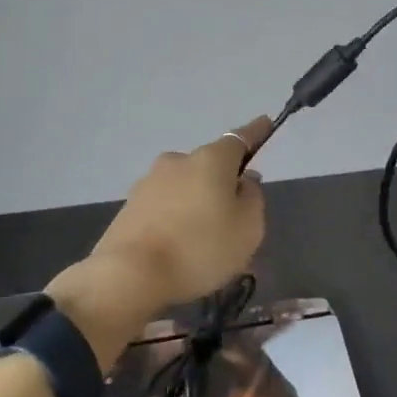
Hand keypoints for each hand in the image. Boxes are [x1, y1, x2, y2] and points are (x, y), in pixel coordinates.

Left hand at [49, 118, 270, 363]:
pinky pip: (165, 208)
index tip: (265, 122)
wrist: (130, 274)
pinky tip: (179, 248)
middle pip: (209, 166)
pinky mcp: (130, 206)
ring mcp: (149, 182)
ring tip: (205, 242)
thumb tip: (245, 180)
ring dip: (197, 204)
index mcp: (210, 160)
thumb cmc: (200, 248)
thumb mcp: (247, 228)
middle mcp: (178, 161)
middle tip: (234, 216)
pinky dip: (176, 220)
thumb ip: (252, 198)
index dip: (255, 132)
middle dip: (222, 184)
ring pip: (185, 188)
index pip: (240, 138)